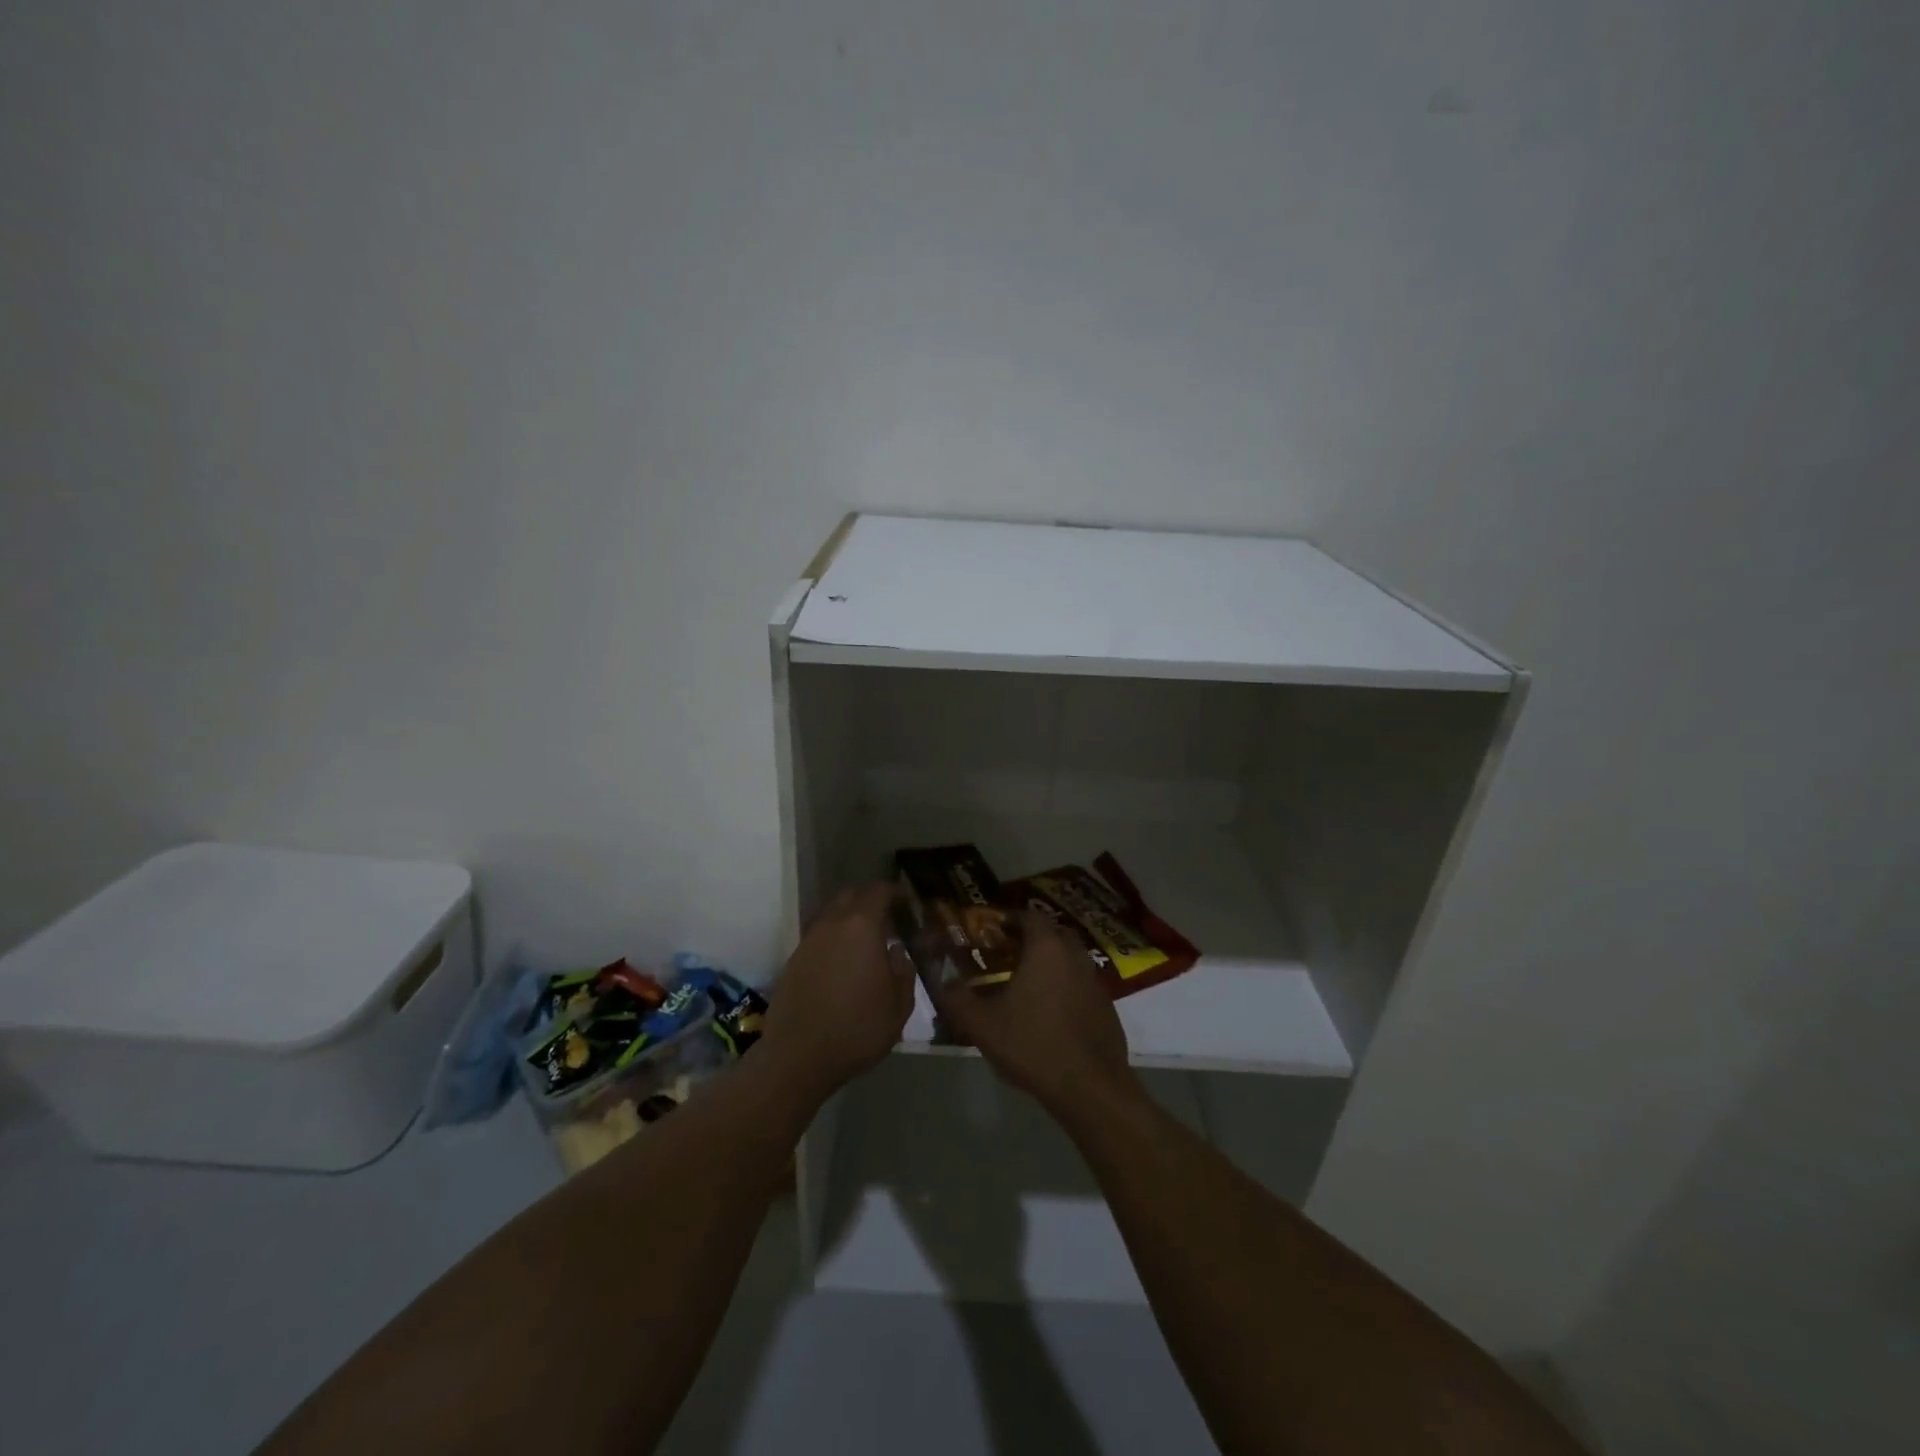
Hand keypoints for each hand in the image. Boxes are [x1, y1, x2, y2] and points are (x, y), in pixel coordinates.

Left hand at [761, 883, 914, 1098]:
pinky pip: (817, 936)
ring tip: (864, 940)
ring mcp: (808, 941)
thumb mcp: (899, 1006)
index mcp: (862, 927)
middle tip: (886, 917)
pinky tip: (841, 962)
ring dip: (848, 919)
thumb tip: (896, 950)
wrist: (798, 1057)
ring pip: (830, 914)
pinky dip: (832, 939)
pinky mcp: (792, 960)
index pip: (878, 892)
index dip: (894, 892)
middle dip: (869, 899)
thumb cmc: (857, 1028)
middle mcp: (832, 924)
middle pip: (850, 895)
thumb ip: (904, 971)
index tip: (905, 901)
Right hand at [930, 909, 1137, 1117]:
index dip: (1009, 919)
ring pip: (1069, 959)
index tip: (991, 932)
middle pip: (1052, 934)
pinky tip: (1050, 1013)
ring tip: (1025, 985)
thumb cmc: (1033, 1044)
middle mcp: (1075, 955)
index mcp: (1046, 948)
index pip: (1029, 916)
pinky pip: (1081, 984)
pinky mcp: (1106, 1006)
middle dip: (1030, 940)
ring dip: (1050, 964)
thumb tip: (942, 983)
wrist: (1090, 1087)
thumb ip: (957, 999)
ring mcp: (1095, 981)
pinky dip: (1065, 988)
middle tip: (1006, 956)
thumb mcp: (983, 1024)